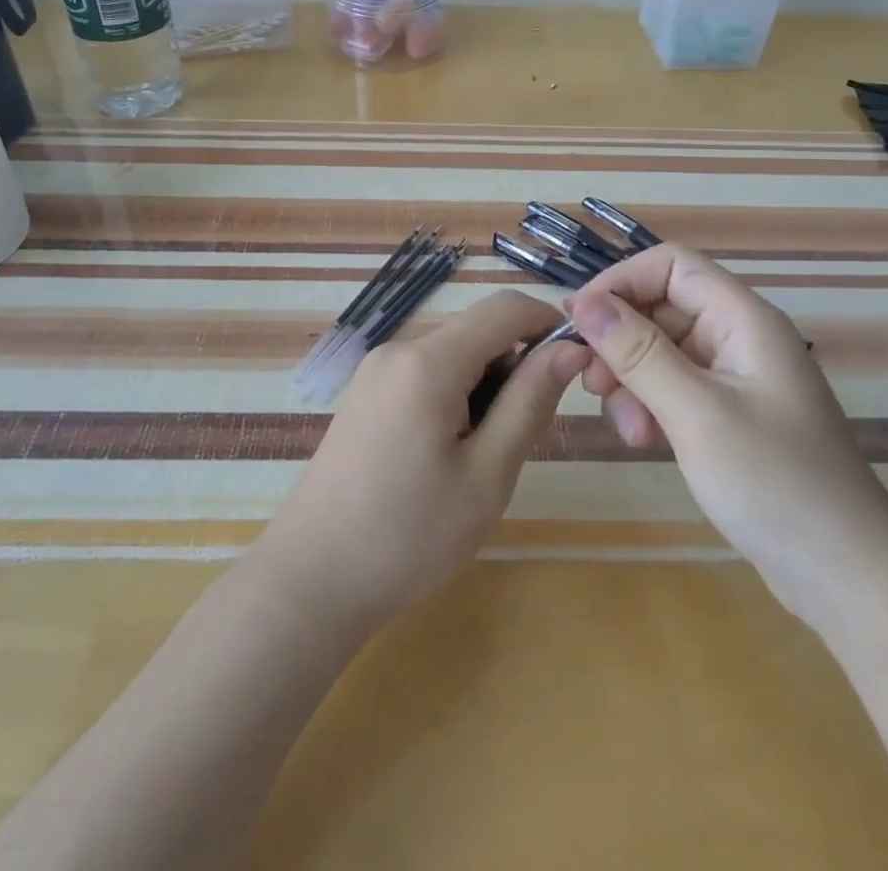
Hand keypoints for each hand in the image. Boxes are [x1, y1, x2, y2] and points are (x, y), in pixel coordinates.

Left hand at [249, 290, 591, 641]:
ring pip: (454, 354)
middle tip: (520, 437)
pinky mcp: (365, 392)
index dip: (548, 324)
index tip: (575, 367)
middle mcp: (399, 349)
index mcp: (429, 361)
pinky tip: (446, 454)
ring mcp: (376, 369)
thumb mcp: (487, 475)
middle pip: (478, 331)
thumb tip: (568, 350)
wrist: (312, 580)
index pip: (505, 308)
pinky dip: (454, 396)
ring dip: (484, 386)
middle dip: (514, 367)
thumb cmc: (409, 536)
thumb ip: (530, 403)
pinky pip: (426, 373)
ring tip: (480, 457)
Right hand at [570, 245, 887, 631]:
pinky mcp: (729, 415)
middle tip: (590, 383)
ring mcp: (736, 379)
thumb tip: (584, 302)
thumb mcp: (697, 413)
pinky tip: (644, 441)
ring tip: (625, 426)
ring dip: (631, 379)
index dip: (621, 281)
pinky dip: (649, 405)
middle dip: (621, 340)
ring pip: (661, 351)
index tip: (579, 320)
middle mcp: (739, 338)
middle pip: (662, 307)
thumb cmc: (776, 485)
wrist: (849, 579)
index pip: (672, 265)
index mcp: (744, 320)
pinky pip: (674, 388)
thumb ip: (638, 353)